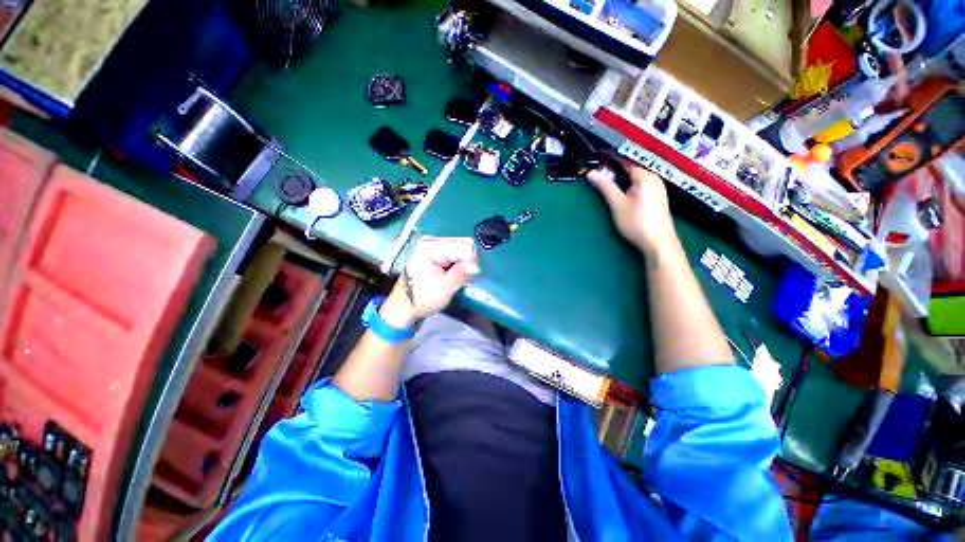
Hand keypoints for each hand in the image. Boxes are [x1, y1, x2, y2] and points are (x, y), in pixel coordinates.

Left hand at [381, 236, 479, 326]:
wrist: (403, 307)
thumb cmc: (421, 299)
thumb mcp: (444, 289)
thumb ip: (460, 274)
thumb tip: (476, 267)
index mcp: (431, 246)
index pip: (465, 247)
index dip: (469, 263)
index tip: (463, 278)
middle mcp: (432, 240)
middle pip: (464, 244)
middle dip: (467, 262)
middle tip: (456, 279)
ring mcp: (432, 244)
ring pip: (462, 248)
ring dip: (462, 264)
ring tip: (451, 277)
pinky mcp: (434, 250)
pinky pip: (456, 252)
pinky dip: (457, 264)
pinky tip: (449, 274)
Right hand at [587, 161, 676, 257]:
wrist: (658, 242)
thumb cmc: (636, 222)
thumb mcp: (617, 204)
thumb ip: (605, 187)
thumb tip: (591, 173)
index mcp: (645, 176)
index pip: (625, 160)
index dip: (611, 156)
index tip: (597, 153)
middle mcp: (653, 177)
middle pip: (632, 166)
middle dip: (615, 165)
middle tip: (599, 164)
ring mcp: (657, 187)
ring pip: (636, 175)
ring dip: (622, 173)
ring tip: (606, 174)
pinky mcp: (656, 196)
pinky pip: (640, 182)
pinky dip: (629, 181)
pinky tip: (621, 187)